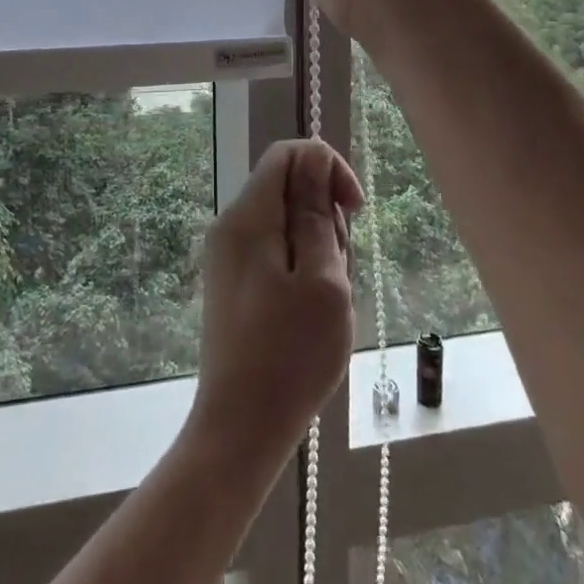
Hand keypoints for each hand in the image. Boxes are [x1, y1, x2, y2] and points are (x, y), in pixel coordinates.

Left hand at [189, 139, 362, 463]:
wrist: (240, 428)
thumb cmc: (291, 355)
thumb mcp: (322, 279)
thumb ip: (316, 212)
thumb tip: (314, 157)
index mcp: (248, 217)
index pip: (288, 154)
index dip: (328, 168)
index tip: (355, 211)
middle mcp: (230, 226)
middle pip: (288, 189)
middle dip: (325, 217)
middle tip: (339, 271)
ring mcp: (228, 256)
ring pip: (286, 224)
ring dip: (318, 249)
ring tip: (327, 300)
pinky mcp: (233, 283)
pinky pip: (275, 253)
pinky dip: (302, 269)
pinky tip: (311, 311)